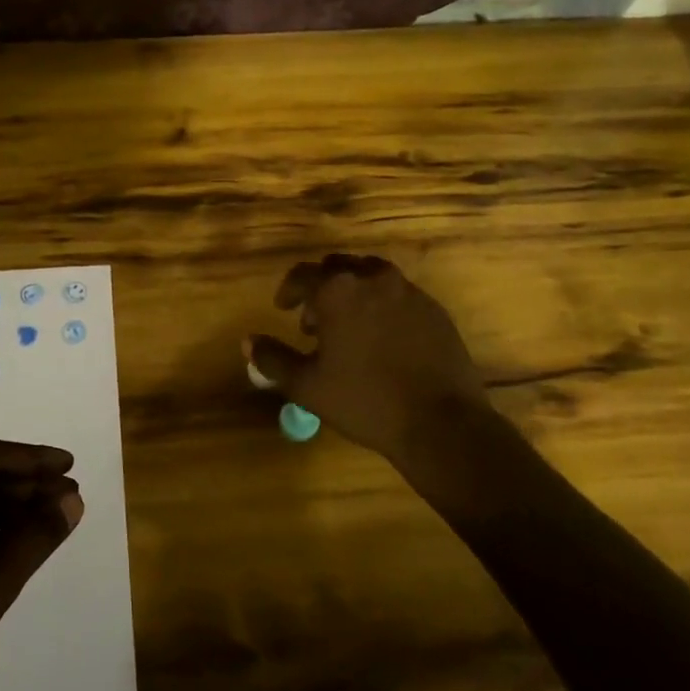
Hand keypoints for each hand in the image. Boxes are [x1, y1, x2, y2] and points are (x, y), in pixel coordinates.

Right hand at [246, 254, 487, 466]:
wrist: (441, 422)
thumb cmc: (364, 401)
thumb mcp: (307, 386)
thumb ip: (273, 359)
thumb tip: (248, 342)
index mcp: (338, 291)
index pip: (303, 275)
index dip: (288, 290)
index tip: (283, 308)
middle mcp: (373, 279)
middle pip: (338, 267)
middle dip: (321, 288)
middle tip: (314, 321)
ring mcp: (409, 292)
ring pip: (372, 276)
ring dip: (353, 292)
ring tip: (349, 327)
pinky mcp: (435, 310)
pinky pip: (399, 295)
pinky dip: (382, 306)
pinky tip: (382, 339)